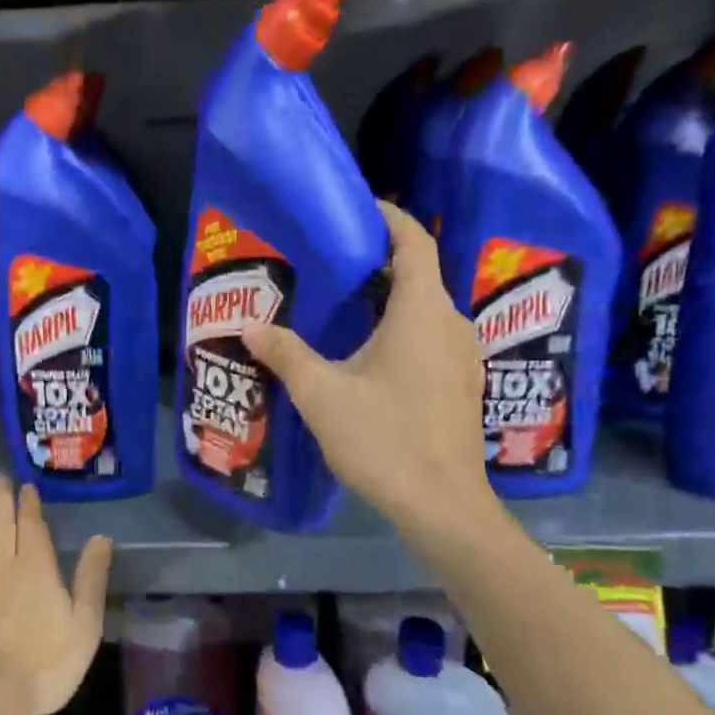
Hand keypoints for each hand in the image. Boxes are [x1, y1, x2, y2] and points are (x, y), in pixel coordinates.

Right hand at [244, 201, 500, 553]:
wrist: (443, 506)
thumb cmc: (384, 440)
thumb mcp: (322, 394)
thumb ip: (286, 354)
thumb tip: (251, 326)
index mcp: (422, 313)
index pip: (413, 243)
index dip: (389, 218)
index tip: (357, 208)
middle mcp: (451, 324)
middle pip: (419, 273)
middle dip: (378, 260)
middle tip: (330, 261)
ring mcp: (463, 355)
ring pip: (425, 307)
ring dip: (389, 297)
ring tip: (341, 303)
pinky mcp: (462, 382)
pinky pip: (431, 334)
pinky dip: (401, 326)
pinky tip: (368, 350)